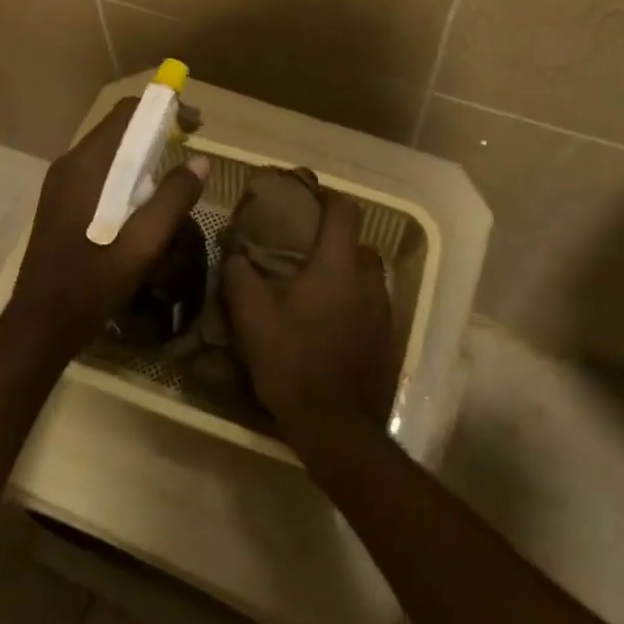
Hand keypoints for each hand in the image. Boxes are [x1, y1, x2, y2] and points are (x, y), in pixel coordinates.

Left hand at [3, 98, 208, 363]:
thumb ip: (173, 198)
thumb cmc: (93, 282)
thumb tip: (201, 161)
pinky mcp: (61, 199)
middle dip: (157, 129)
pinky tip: (142, 199)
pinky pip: (99, 169)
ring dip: (142, 151)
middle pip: (118, 127)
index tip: (194, 126)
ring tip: (172, 174)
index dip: (164, 109)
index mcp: (88, 165)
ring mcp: (62, 181)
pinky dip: (126, 170)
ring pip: (109, 149)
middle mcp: (70, 163)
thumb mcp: (144, 244)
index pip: (128, 113)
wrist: (41, 322)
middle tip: (190, 147)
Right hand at [223, 194, 396, 456]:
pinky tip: (326, 322)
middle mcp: (369, 280)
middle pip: (357, 243)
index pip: (344, 210)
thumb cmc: (293, 361)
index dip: (325, 197)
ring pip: (365, 275)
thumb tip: (236, 254)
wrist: (336, 426)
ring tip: (312, 288)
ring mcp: (384, 310)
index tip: (303, 198)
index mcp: (339, 265)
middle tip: (300, 251)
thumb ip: (240, 276)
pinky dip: (351, 302)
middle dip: (332, 241)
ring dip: (343, 273)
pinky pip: (370, 304)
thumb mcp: (252, 317)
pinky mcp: (388, 338)